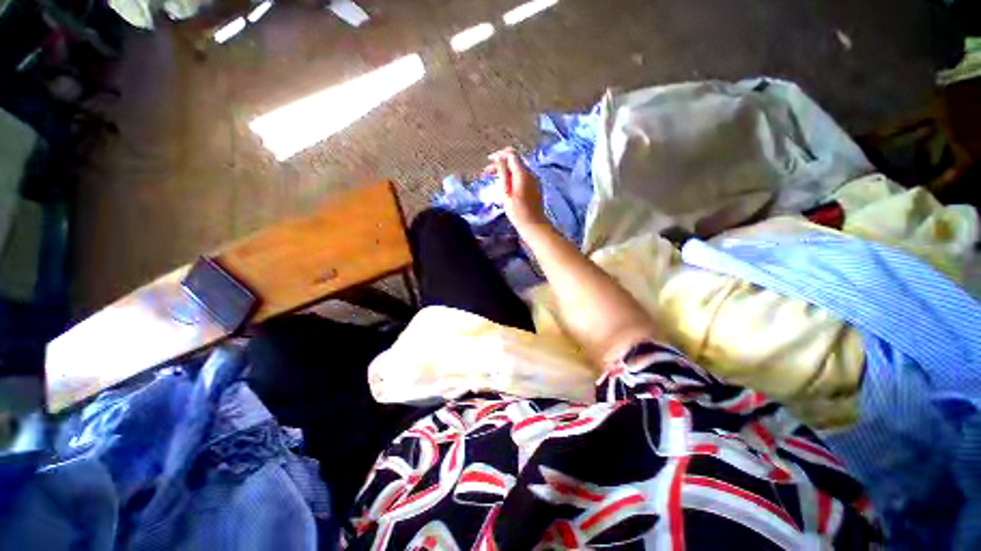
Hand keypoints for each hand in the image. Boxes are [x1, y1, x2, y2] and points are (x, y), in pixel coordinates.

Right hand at [485, 148, 547, 231]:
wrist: (534, 225)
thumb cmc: (517, 212)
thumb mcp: (506, 193)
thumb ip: (503, 174)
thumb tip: (499, 158)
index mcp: (523, 174)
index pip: (512, 154)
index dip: (499, 155)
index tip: (488, 161)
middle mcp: (530, 173)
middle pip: (515, 161)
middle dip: (501, 163)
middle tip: (487, 173)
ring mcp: (534, 180)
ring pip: (518, 169)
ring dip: (506, 171)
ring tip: (494, 179)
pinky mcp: (535, 186)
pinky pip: (522, 176)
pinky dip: (513, 176)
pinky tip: (505, 185)